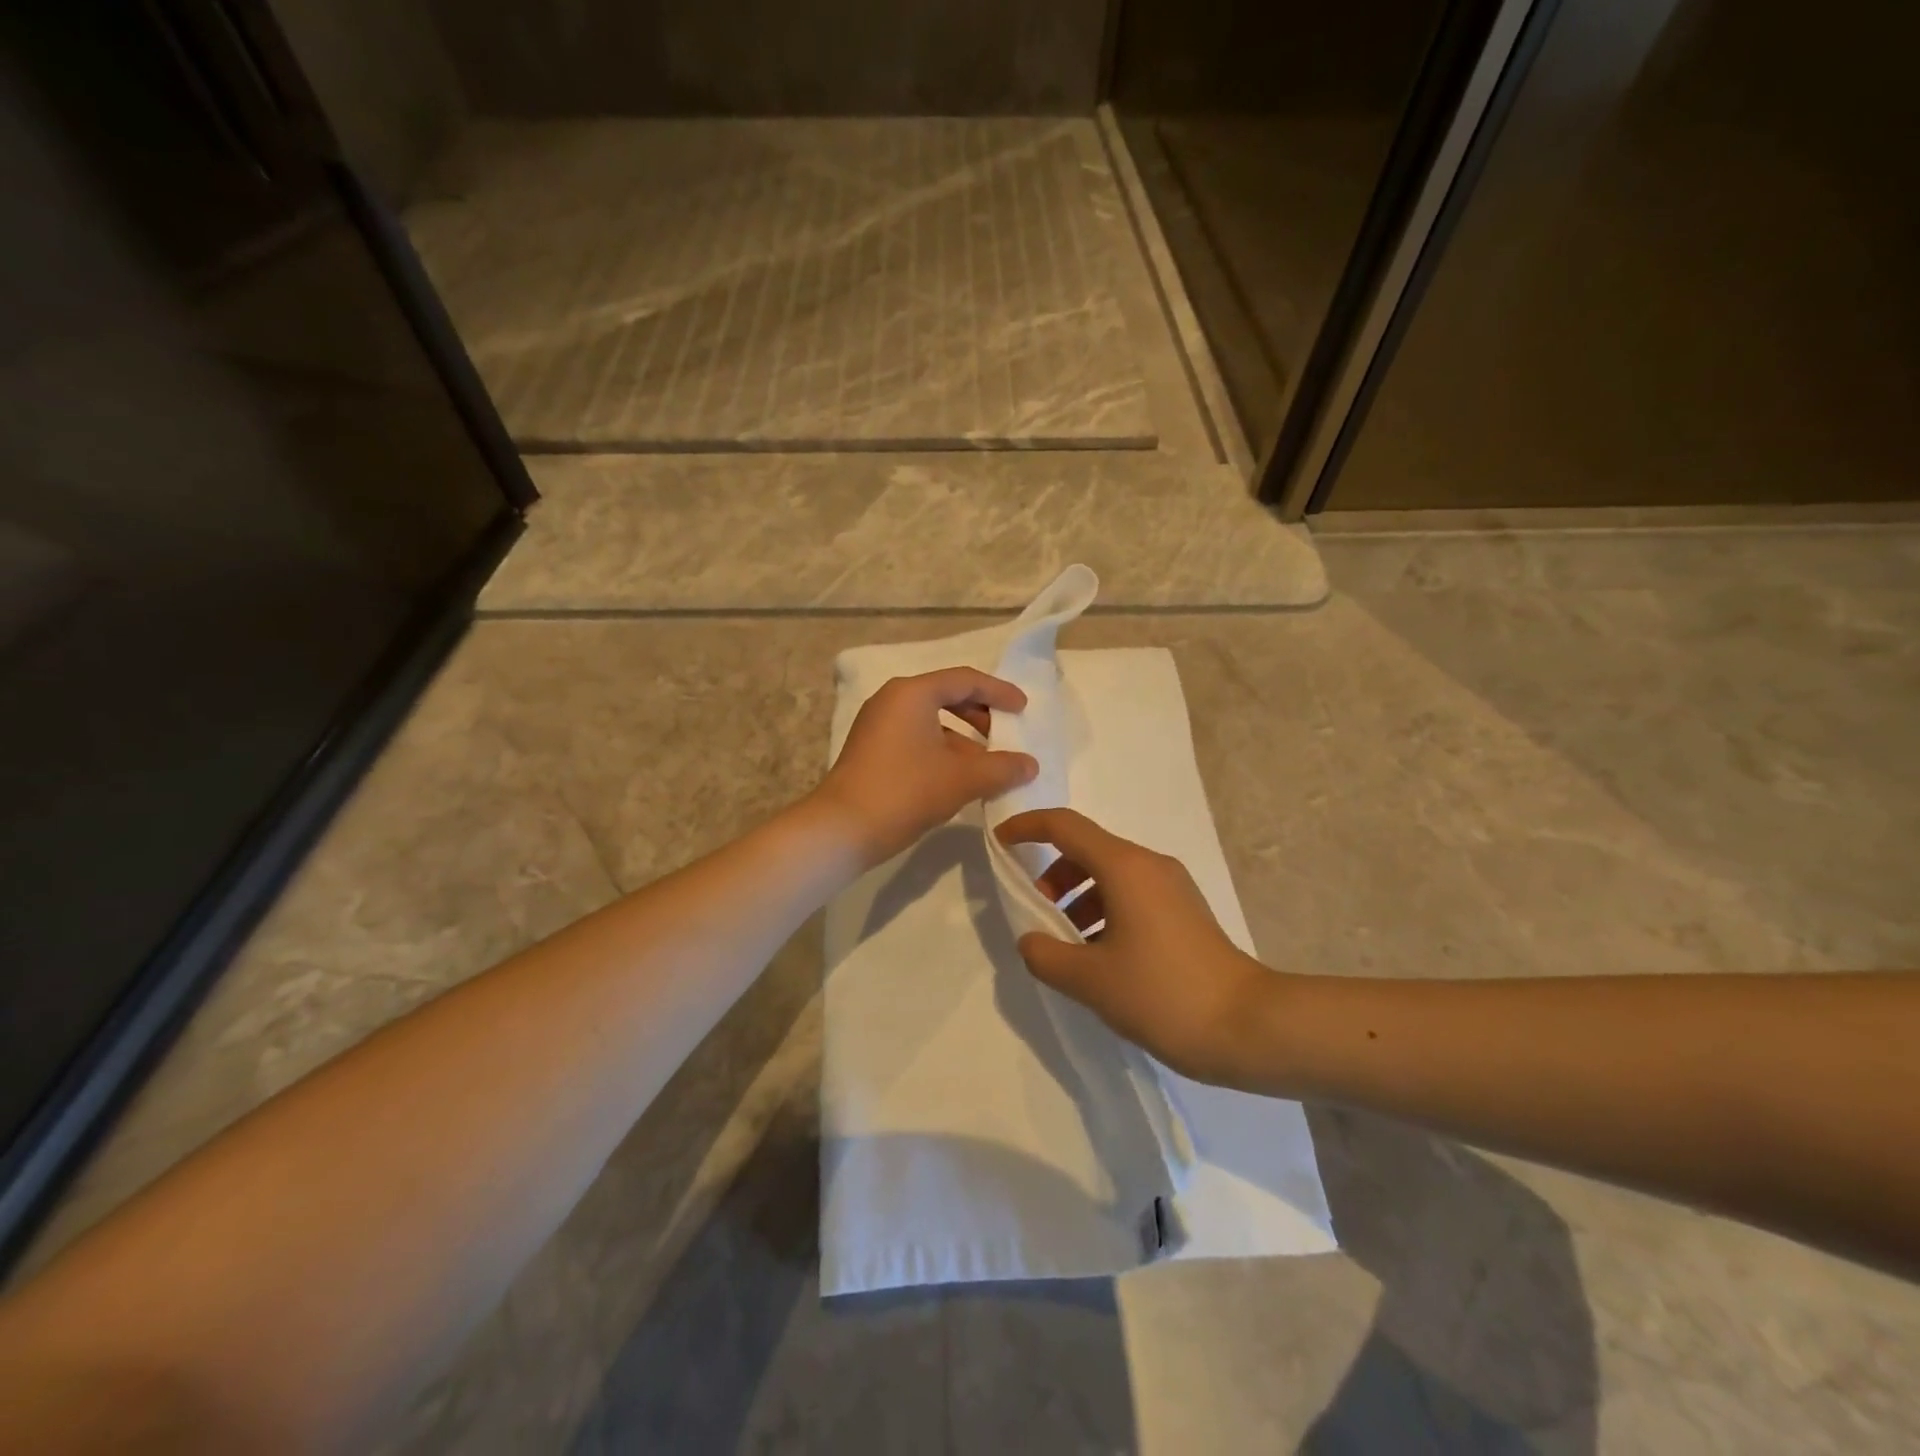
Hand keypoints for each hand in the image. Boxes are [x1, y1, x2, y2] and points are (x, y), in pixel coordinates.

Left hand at [812, 668, 1038, 868]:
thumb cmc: (905, 791)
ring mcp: (877, 725)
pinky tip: (958, 779)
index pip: (965, 680)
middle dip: (980, 714)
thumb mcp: (961, 779)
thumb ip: (1001, 768)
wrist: (842, 829)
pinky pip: (915, 738)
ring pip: (930, 721)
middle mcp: (892, 700)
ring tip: (987, 765)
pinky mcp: (871, 750)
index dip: (998, 692)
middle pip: (946, 696)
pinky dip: (941, 751)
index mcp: (912, 693)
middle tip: (1005, 734)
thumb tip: (1030, 765)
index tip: (1023, 708)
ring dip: (962, 739)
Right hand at [997, 808, 1282, 1089]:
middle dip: (1052, 875)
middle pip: (1087, 849)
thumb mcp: (1091, 980)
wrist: (1249, 1027)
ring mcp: (1171, 888)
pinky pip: (1130, 895)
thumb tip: (1031, 941)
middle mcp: (1149, 865)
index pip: (1065, 826)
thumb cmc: (1163, 994)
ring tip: (1066, 944)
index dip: (1027, 827)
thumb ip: (1046, 955)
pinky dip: (1102, 911)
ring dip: (1077, 897)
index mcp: (1125, 867)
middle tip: (1037, 914)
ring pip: (1109, 875)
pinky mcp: (1183, 912)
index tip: (1001, 844)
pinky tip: (1098, 958)